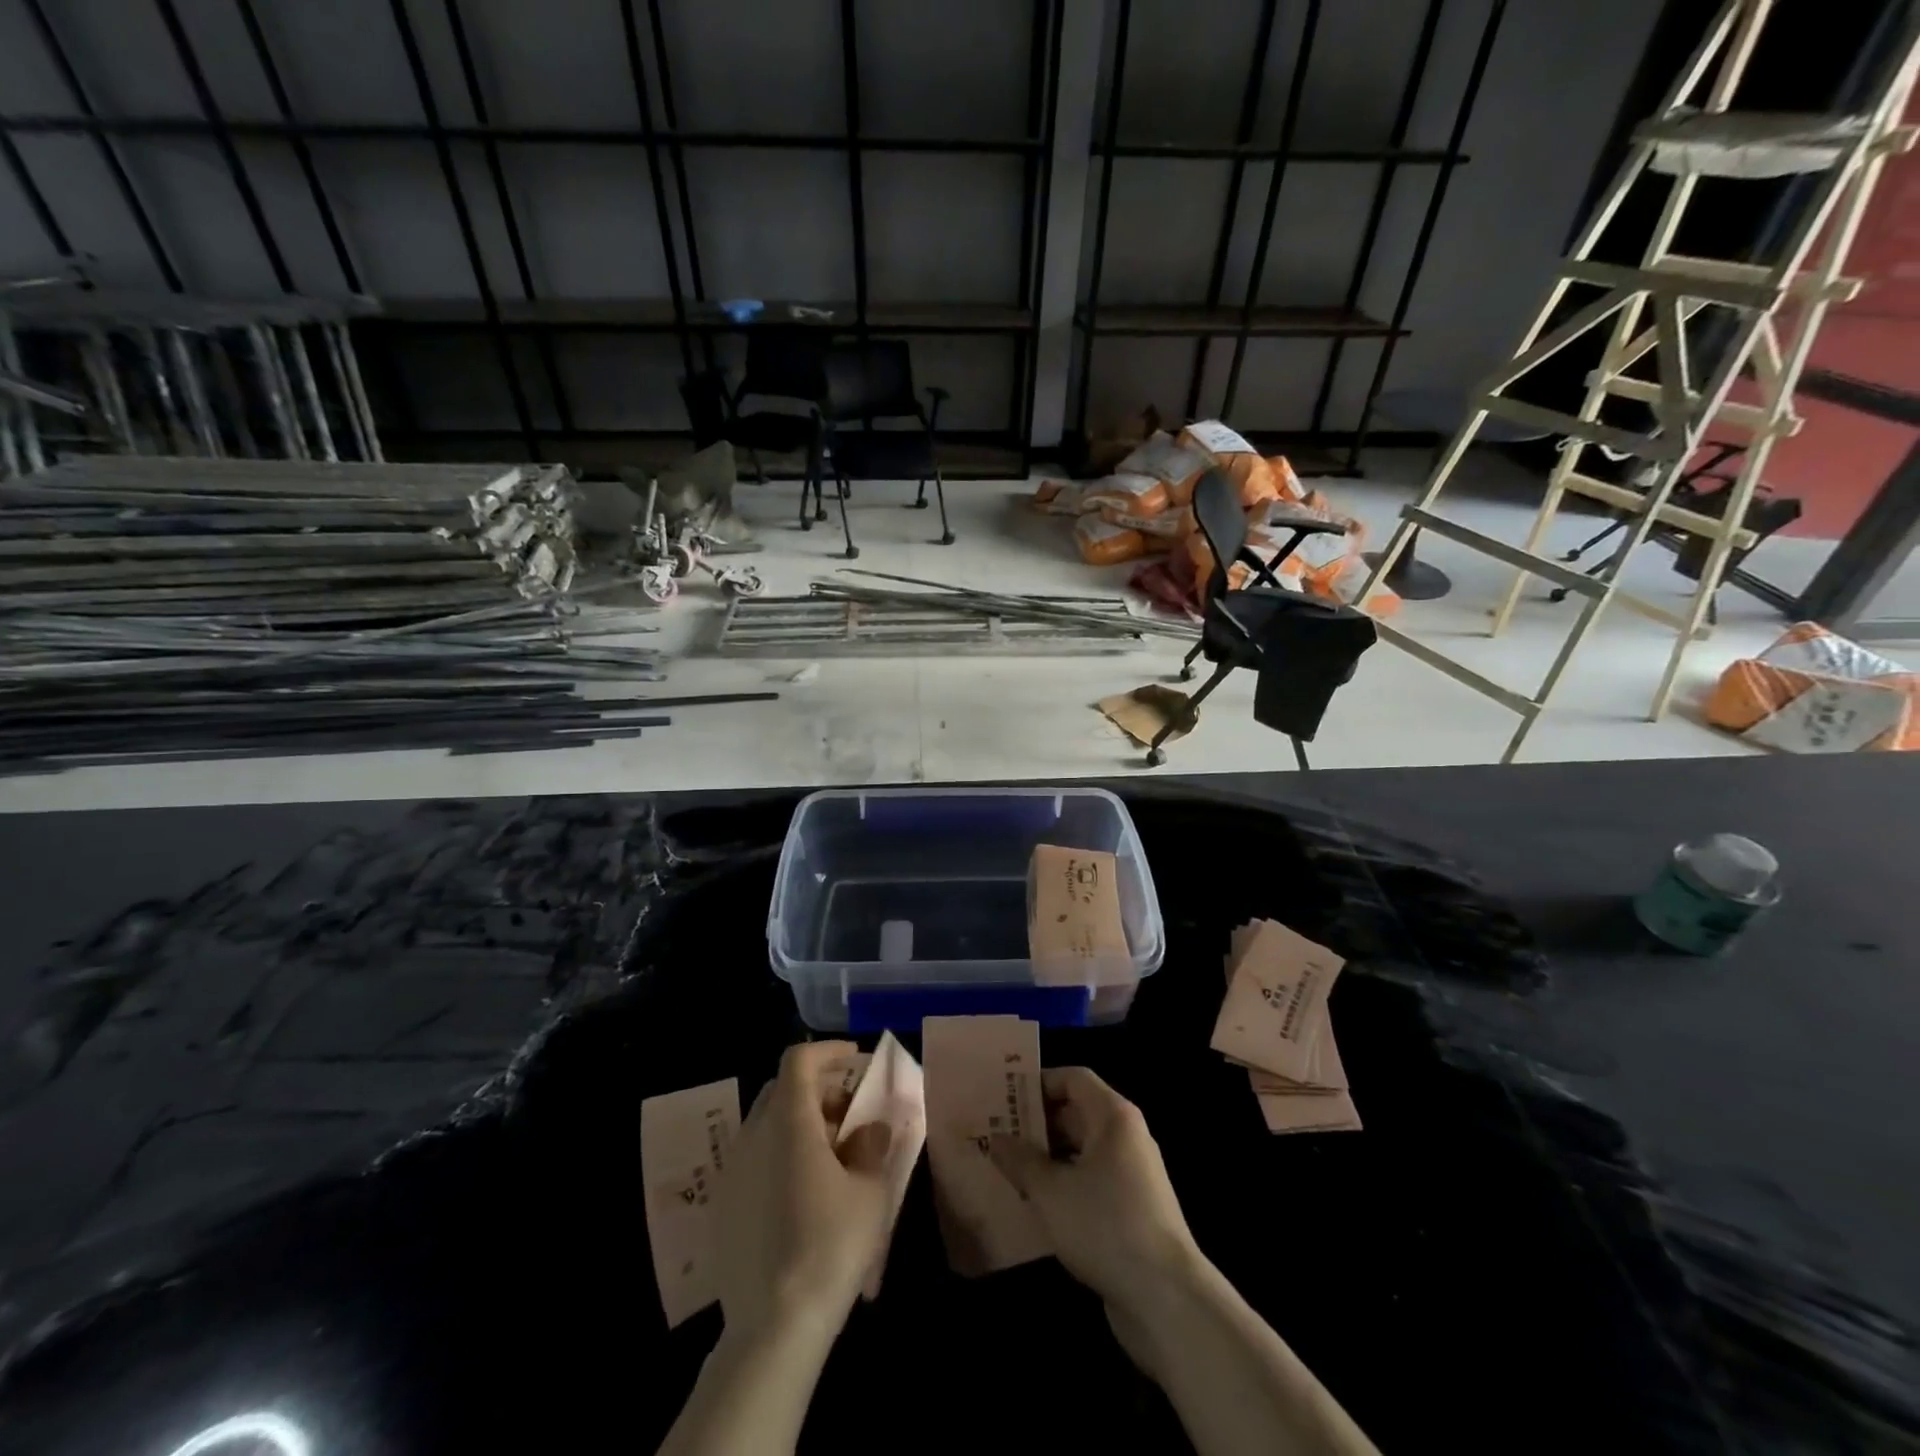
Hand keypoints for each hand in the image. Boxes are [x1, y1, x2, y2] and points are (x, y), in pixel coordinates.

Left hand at [712, 1041, 895, 1343]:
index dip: (828, 1051)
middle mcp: (753, 1135)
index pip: (799, 1059)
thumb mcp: (870, 1192)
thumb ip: (872, 1147)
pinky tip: (803, 1191)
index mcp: (789, 1122)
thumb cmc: (830, 1246)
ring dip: (799, 1122)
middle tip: (850, 1112)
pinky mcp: (722, 1204)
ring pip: (766, 1123)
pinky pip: (754, 1157)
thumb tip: (872, 1128)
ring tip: (832, 1154)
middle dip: (817, 1089)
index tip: (855, 1061)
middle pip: (782, 1088)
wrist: (772, 1327)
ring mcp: (732, 1170)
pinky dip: (780, 1153)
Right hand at [988, 1067, 1203, 1342]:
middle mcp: (1126, 1136)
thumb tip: (997, 1138)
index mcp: (1113, 1117)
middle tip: (996, 1134)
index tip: (1005, 1097)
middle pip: (1077, 1113)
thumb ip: (1021, 1160)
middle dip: (1037, 1122)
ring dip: (1047, 1157)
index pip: (1073, 1078)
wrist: (1167, 1298)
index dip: (1039, 1083)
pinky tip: (1034, 1204)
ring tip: (1006, 1168)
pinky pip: (1090, 1181)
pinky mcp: (1131, 1208)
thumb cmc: (1105, 1226)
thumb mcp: (1051, 1191)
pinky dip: (1063, 1184)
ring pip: (1081, 1150)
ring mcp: (1131, 1174)